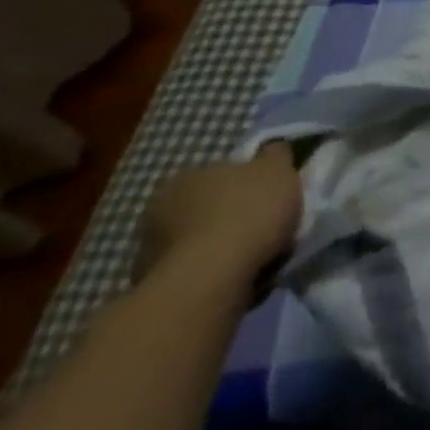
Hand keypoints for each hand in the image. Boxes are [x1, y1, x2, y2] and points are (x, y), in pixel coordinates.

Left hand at [139, 142, 303, 283]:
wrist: (211, 278)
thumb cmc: (248, 213)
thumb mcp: (278, 171)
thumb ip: (275, 156)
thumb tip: (273, 148)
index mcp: (189, 173)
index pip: (223, 171)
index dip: (249, 182)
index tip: (269, 196)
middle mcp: (161, 204)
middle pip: (206, 203)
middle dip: (229, 212)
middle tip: (260, 226)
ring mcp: (150, 245)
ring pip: (195, 236)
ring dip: (216, 242)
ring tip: (248, 256)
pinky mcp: (151, 280)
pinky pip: (190, 266)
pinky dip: (207, 268)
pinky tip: (230, 275)